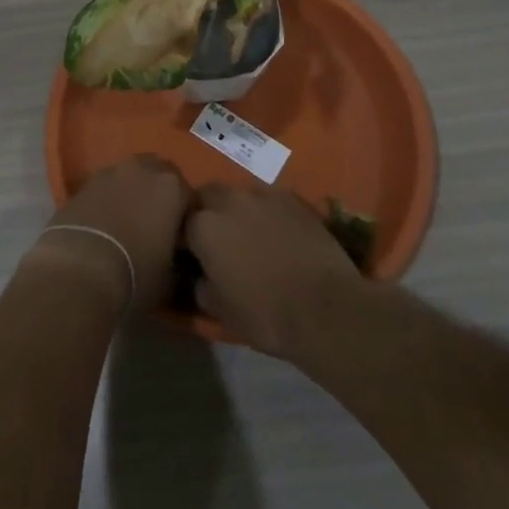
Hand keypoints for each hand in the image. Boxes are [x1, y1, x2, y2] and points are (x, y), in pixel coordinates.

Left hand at [28, 156, 190, 313]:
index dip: (187, 219)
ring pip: (131, 176)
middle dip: (161, 195)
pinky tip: (106, 223)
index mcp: (172, 187)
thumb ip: (181, 262)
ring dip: (134, 192)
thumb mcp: (171, 279)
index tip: (182, 240)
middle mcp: (143, 169)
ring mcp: (111, 171)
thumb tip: (179, 262)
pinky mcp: (84, 182)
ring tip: (129, 223)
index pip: (190, 197)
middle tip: (157, 225)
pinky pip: (106, 186)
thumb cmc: (135, 273)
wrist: (78, 268)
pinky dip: (110, 198)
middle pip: (160, 176)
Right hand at [185, 184, 362, 356]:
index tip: (194, 254)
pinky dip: (268, 212)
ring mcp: (263, 195)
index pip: (182, 221)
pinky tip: (280, 234)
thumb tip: (202, 276)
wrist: (326, 308)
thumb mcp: (220, 311)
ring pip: (240, 194)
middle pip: (208, 195)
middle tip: (221, 240)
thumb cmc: (265, 314)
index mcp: (203, 226)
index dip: (187, 238)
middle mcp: (229, 200)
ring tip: (252, 235)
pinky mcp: (294, 198)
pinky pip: (270, 199)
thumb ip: (202, 285)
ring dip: (239, 209)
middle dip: (209, 212)